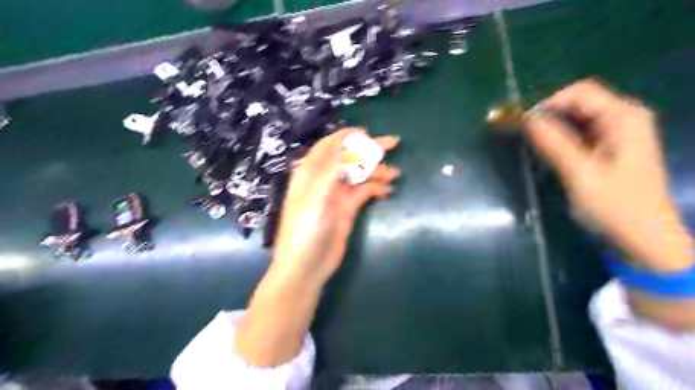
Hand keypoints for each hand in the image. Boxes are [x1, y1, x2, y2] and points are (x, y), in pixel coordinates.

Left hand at [273, 129, 401, 282]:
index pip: (329, 146)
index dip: (346, 137)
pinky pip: (364, 192)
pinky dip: (376, 188)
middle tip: (393, 143)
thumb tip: (353, 150)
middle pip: (348, 158)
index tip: (367, 133)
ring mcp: (337, 195)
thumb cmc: (305, 228)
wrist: (306, 266)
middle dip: (368, 151)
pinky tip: (387, 190)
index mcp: (311, 172)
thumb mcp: (316, 195)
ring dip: (376, 172)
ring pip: (359, 175)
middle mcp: (324, 180)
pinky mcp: (347, 209)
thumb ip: (332, 170)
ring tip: (395, 174)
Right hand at [524, 78, 692, 268]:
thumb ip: (554, 143)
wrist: (644, 237)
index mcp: (624, 118)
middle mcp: (625, 117)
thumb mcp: (580, 174)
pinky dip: (562, 137)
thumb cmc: (616, 206)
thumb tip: (527, 119)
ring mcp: (620, 131)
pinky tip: (551, 152)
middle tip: (525, 135)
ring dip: (554, 127)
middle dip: (549, 114)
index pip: (580, 92)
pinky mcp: (612, 146)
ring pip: (578, 116)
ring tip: (535, 145)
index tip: (523, 123)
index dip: (548, 103)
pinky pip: (582, 131)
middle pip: (579, 101)